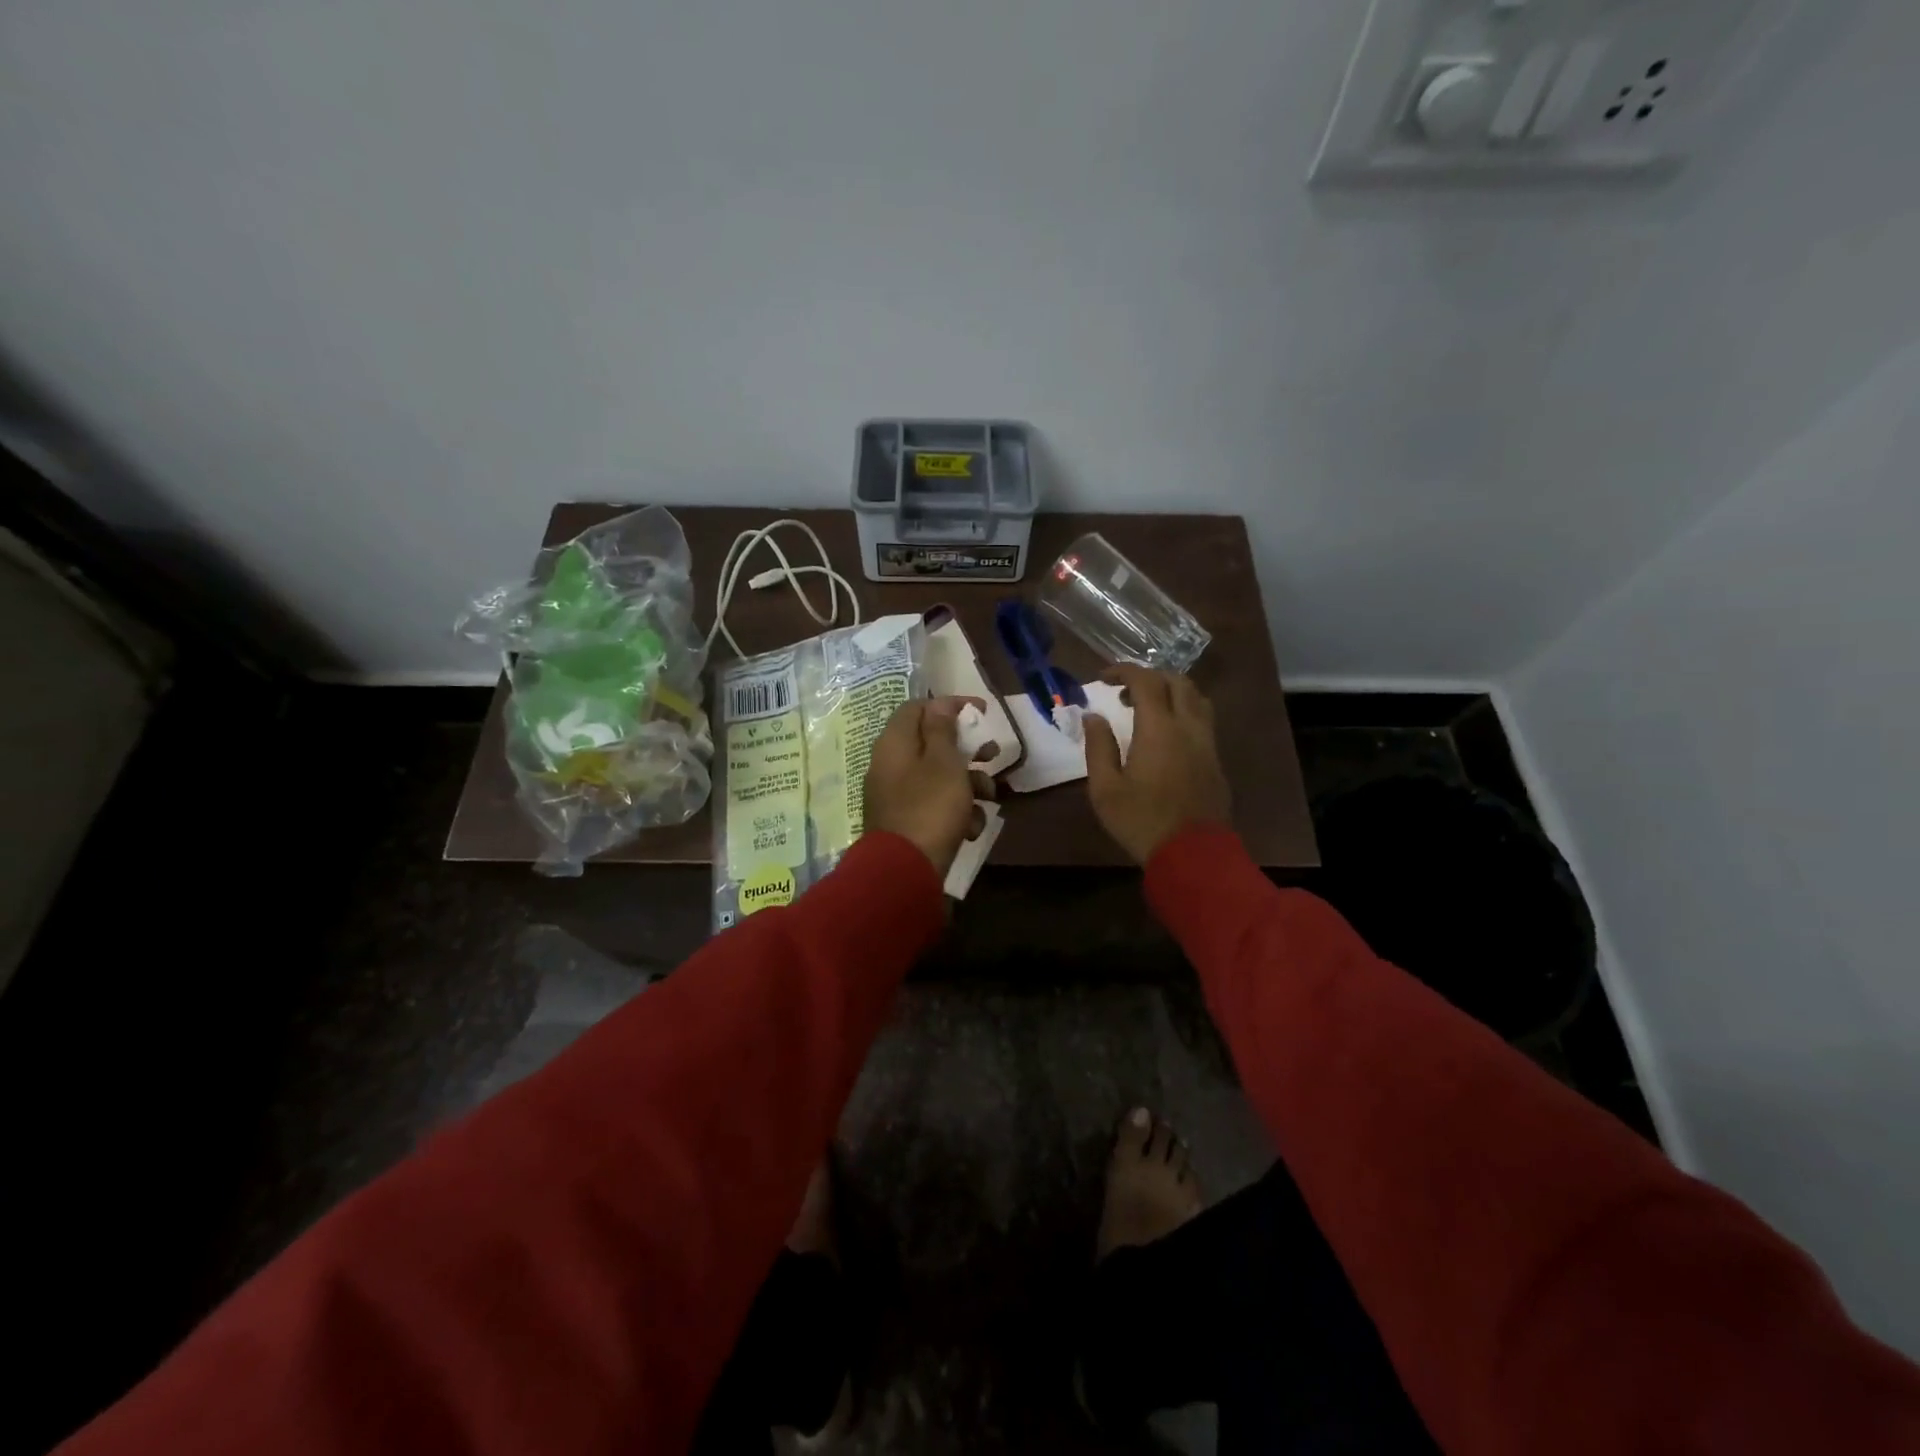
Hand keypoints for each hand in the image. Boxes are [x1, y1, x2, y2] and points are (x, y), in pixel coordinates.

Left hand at [863, 697, 981, 875]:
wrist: (905, 872)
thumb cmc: (930, 808)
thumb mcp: (943, 763)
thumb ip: (942, 730)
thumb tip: (939, 705)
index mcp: (894, 743)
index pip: (918, 708)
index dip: (950, 705)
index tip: (981, 712)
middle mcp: (891, 765)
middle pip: (932, 744)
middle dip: (968, 750)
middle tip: (993, 755)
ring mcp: (898, 796)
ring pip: (939, 777)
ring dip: (970, 784)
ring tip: (990, 798)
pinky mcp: (907, 823)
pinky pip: (935, 806)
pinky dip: (957, 813)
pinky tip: (971, 829)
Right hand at [1084, 666, 1230, 864]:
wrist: (1193, 855)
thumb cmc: (1141, 821)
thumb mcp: (1105, 789)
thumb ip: (1098, 747)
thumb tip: (1094, 717)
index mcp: (1159, 729)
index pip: (1145, 681)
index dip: (1124, 671)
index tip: (1103, 678)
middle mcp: (1188, 727)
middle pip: (1177, 681)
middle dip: (1149, 677)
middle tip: (1124, 693)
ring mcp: (1207, 743)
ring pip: (1196, 698)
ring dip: (1171, 692)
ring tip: (1148, 709)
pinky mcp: (1216, 761)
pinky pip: (1203, 720)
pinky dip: (1183, 711)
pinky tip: (1166, 735)